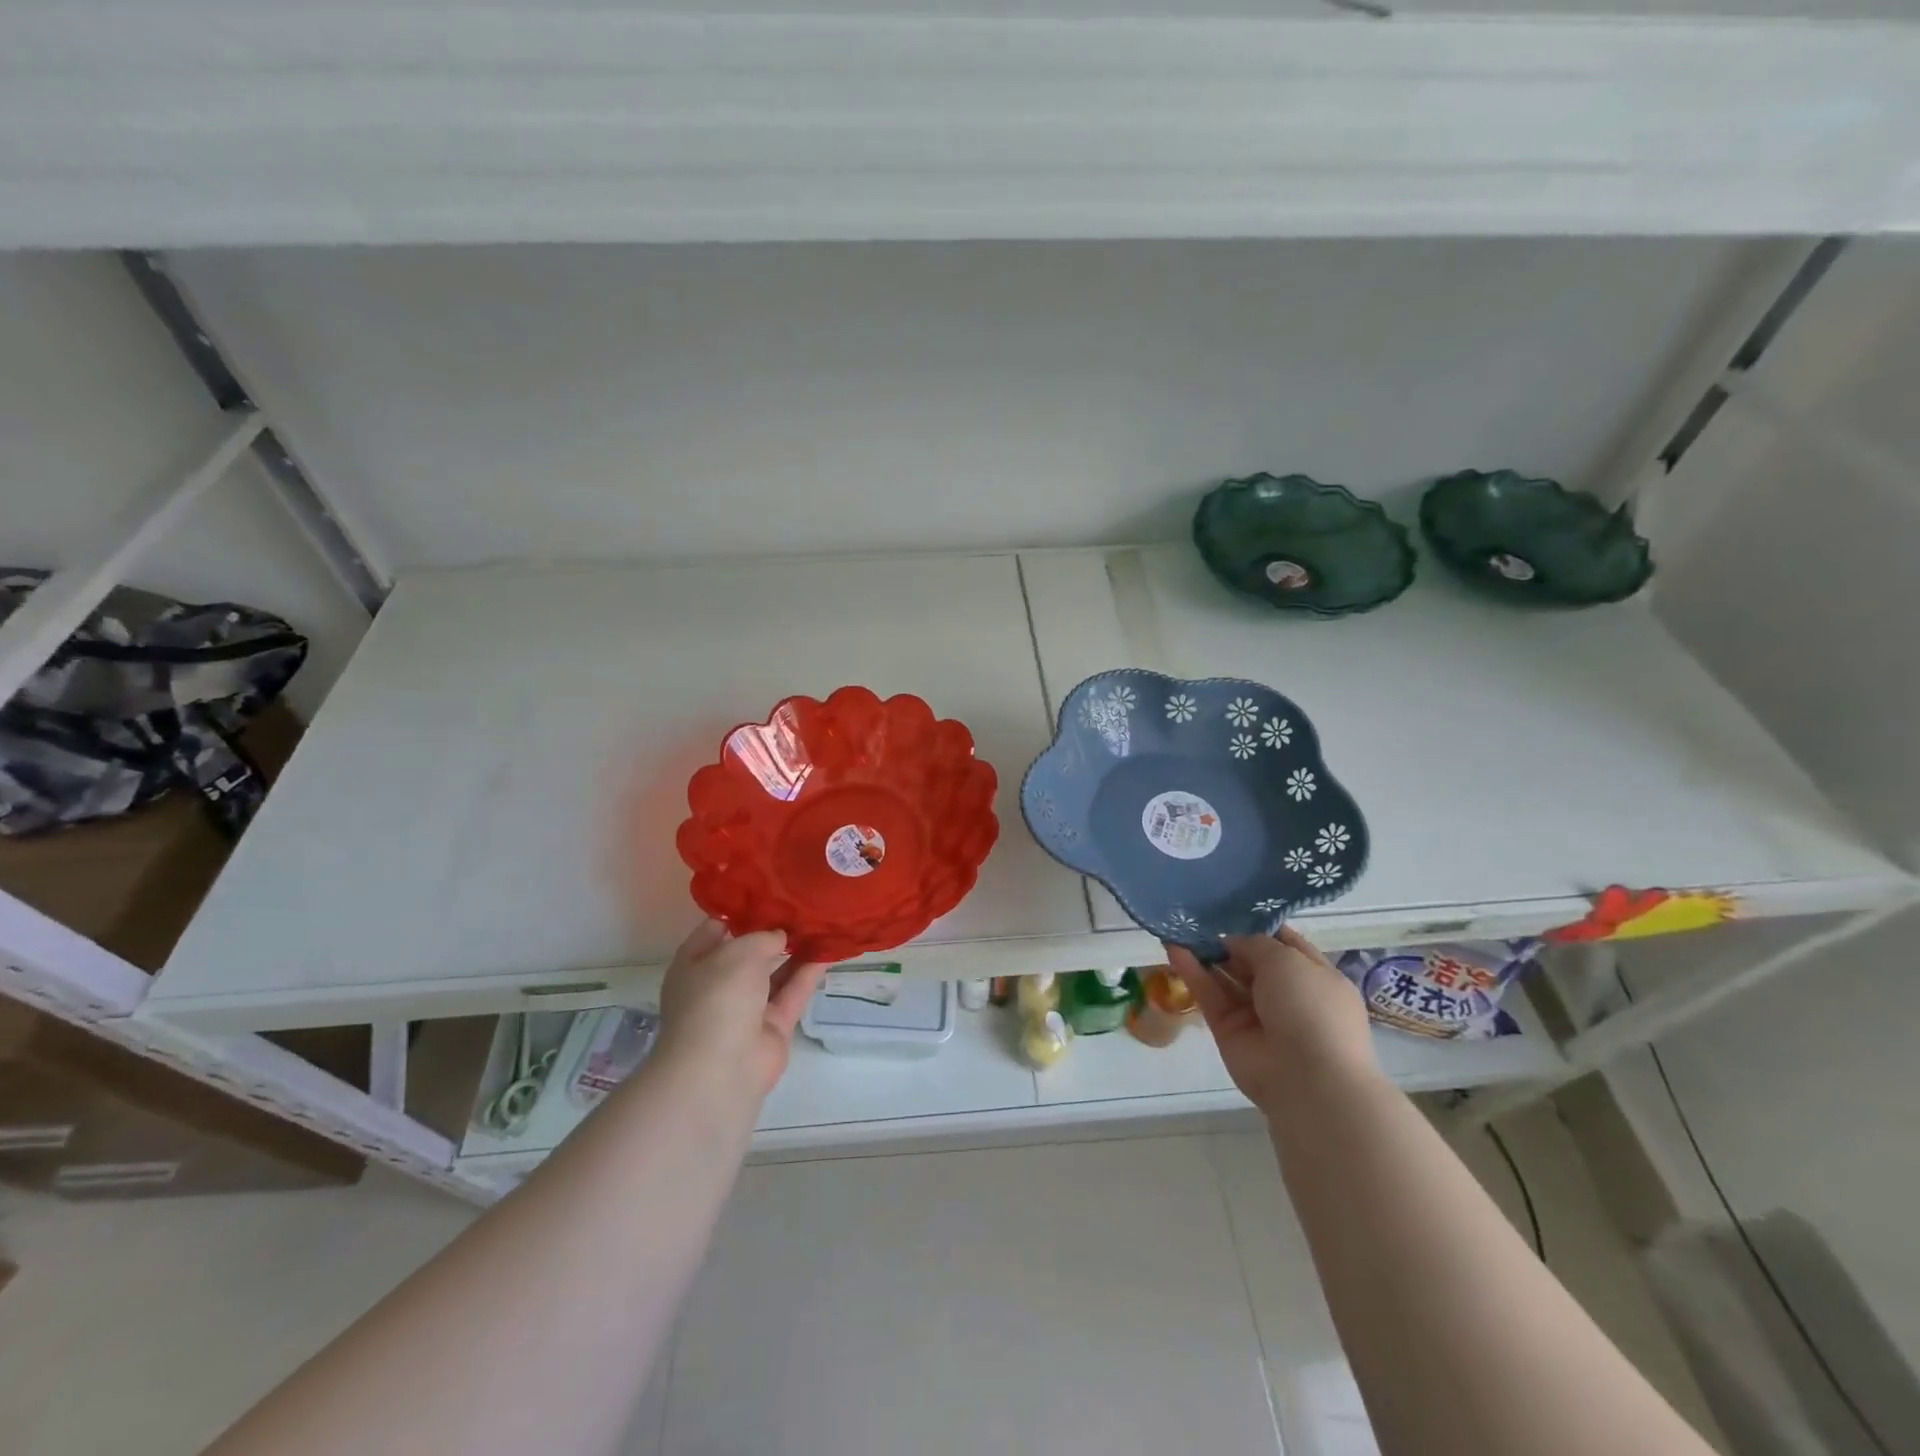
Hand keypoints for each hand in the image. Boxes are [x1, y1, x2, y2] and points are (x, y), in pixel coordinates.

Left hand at [655, 919, 826, 1102]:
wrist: (721, 1067)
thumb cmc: (718, 997)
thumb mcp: (739, 951)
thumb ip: (763, 937)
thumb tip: (780, 937)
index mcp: (694, 964)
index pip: (715, 930)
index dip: (740, 911)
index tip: (769, 893)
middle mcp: (718, 985)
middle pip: (748, 952)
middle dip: (772, 932)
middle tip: (802, 905)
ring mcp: (746, 1008)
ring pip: (774, 973)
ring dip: (796, 951)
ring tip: (821, 923)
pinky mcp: (772, 1027)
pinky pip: (792, 993)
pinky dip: (809, 973)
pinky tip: (829, 951)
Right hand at [1168, 926, 1378, 1114]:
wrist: (1309, 1081)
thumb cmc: (1311, 1009)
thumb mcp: (1288, 960)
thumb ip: (1255, 943)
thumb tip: (1231, 940)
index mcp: (1314, 976)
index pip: (1283, 943)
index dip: (1257, 925)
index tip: (1229, 906)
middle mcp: (1287, 995)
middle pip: (1250, 960)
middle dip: (1226, 939)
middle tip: (1195, 915)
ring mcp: (1257, 1014)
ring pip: (1226, 977)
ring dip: (1204, 953)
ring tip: (1177, 926)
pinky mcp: (1229, 1030)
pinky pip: (1209, 995)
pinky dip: (1192, 972)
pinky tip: (1172, 948)